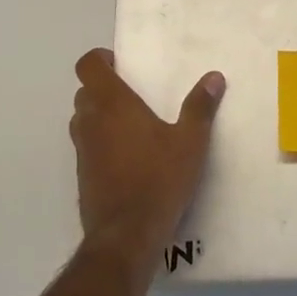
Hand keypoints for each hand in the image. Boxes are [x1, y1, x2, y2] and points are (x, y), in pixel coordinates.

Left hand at [70, 48, 225, 261]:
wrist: (126, 235)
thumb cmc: (158, 179)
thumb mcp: (190, 142)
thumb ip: (200, 107)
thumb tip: (213, 77)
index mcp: (112, 104)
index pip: (87, 66)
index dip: (100, 60)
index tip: (120, 64)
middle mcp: (90, 121)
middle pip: (84, 92)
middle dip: (104, 89)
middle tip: (132, 95)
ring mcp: (82, 151)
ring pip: (83, 120)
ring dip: (99, 116)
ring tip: (131, 125)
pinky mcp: (82, 176)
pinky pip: (87, 148)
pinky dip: (100, 144)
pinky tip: (128, 159)